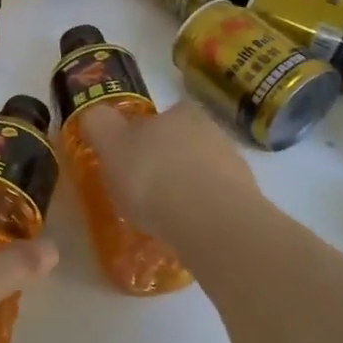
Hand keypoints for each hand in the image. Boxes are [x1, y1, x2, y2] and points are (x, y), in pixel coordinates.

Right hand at [75, 100, 260, 238]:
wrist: (210, 221)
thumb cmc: (153, 175)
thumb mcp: (110, 145)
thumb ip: (99, 125)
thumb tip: (95, 115)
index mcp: (182, 112)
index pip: (164, 114)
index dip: (145, 133)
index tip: (130, 156)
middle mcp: (213, 131)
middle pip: (184, 142)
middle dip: (166, 161)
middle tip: (142, 188)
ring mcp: (235, 167)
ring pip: (202, 172)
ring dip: (185, 188)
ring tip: (162, 215)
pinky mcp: (247, 202)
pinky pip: (215, 202)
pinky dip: (200, 212)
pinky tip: (184, 230)